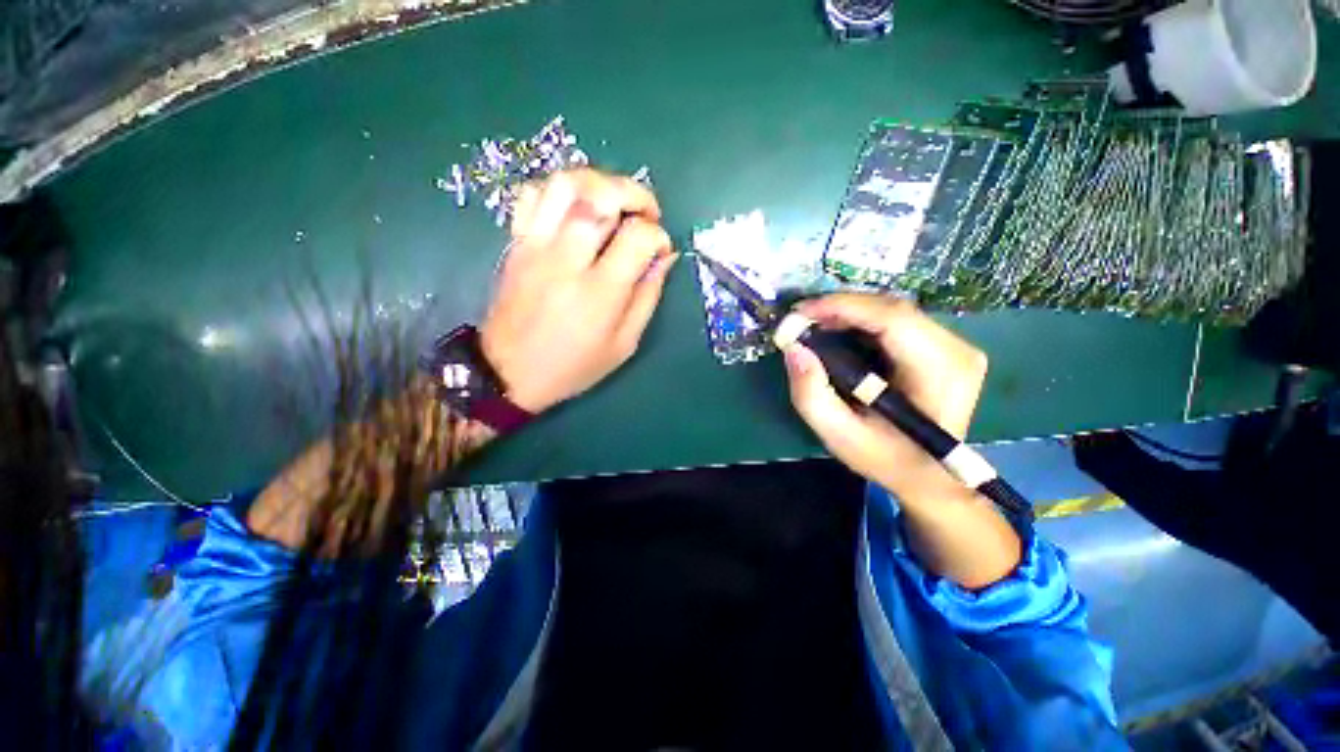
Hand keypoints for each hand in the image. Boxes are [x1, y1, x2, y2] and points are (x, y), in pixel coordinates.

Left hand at [481, 169, 677, 413]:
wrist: (508, 372)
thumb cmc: (573, 366)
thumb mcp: (624, 344)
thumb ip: (648, 297)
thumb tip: (665, 257)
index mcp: (599, 292)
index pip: (638, 236)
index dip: (659, 235)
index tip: (660, 250)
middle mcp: (566, 259)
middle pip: (601, 195)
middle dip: (635, 194)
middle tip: (646, 212)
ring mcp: (536, 245)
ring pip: (565, 183)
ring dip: (599, 181)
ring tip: (614, 202)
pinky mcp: (516, 242)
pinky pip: (533, 193)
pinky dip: (560, 189)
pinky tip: (576, 208)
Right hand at [783, 294, 987, 502]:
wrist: (930, 476)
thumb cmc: (886, 459)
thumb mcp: (839, 435)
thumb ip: (811, 394)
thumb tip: (793, 348)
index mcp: (940, 372)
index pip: (892, 319)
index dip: (842, 307)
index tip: (799, 313)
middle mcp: (957, 350)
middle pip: (891, 309)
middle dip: (840, 308)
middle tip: (800, 320)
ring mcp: (955, 345)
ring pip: (892, 311)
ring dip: (848, 313)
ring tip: (813, 326)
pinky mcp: (945, 346)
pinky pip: (897, 321)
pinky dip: (861, 322)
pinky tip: (837, 332)